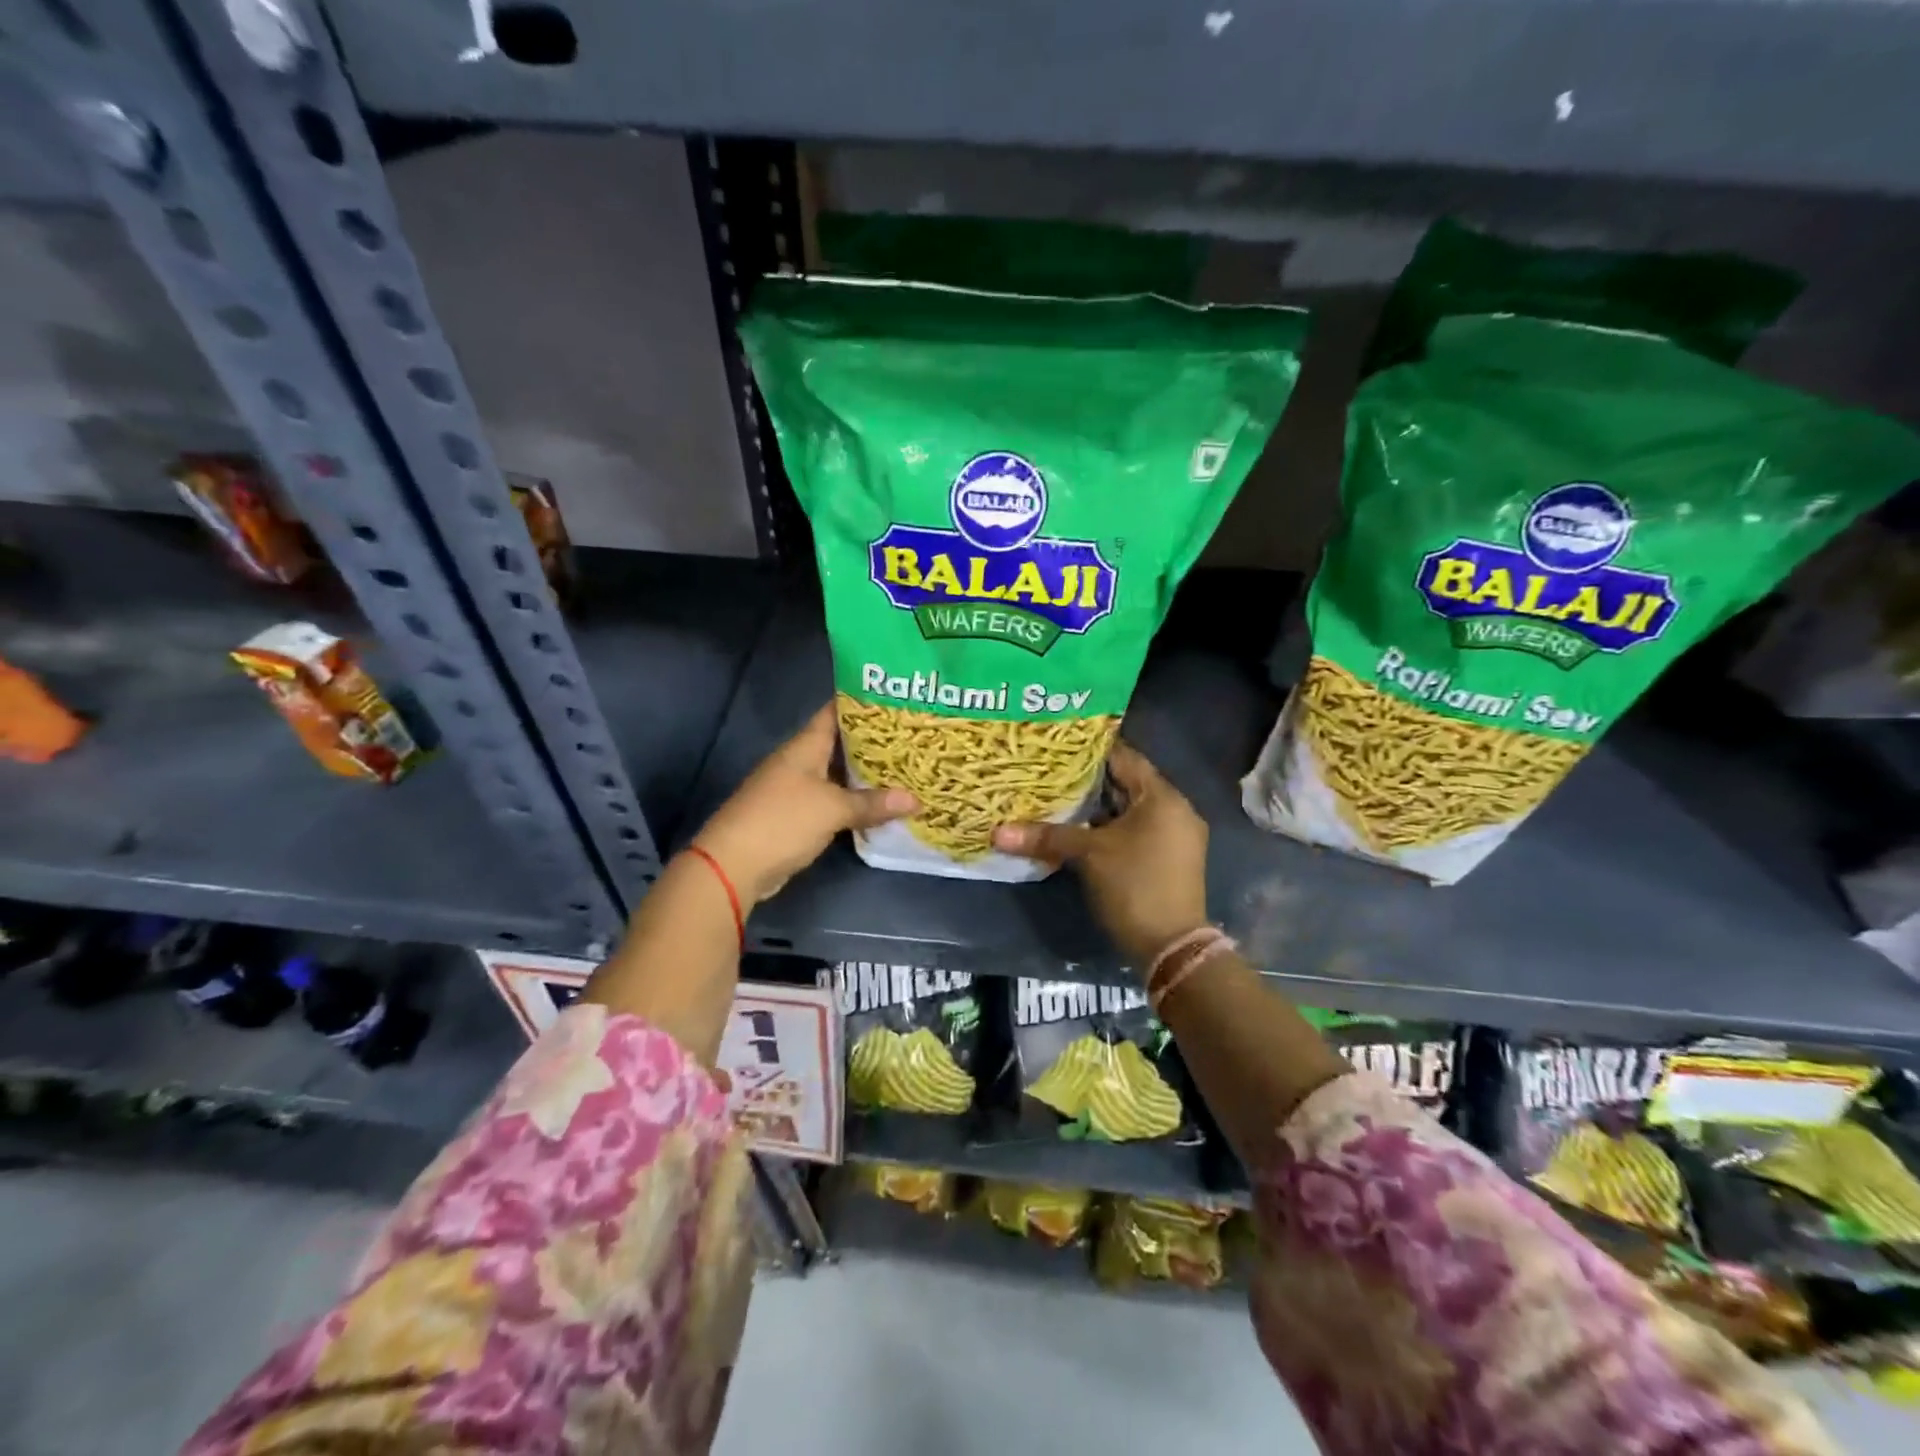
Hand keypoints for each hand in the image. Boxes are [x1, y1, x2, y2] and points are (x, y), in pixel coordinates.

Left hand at [693, 703, 916, 904]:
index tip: (895, 698)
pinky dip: (854, 802)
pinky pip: (832, 801)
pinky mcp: (797, 817)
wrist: (734, 865)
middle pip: (840, 744)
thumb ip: (872, 803)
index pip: (834, 712)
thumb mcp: (833, 808)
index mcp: (805, 747)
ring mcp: (796, 790)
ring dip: (866, 775)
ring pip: (838, 775)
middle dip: (874, 742)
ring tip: (905, 768)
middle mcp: (800, 762)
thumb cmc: (783, 820)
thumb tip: (916, 800)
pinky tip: (880, 805)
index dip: (862, 703)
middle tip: (911, 737)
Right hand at [992, 741, 1209, 966]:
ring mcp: (1176, 836)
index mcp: (1162, 797)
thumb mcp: (1088, 855)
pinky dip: (1111, 828)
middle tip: (1050, 771)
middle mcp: (1175, 810)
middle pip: (1127, 784)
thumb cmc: (1134, 886)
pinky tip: (1080, 830)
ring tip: (1058, 798)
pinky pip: (1137, 830)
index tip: (1057, 746)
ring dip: (1099, 808)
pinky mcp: (1170, 859)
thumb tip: (997, 832)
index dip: (1090, 751)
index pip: (1124, 758)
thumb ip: (1046, 836)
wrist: (1171, 947)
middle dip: (1089, 781)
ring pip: (1130, 810)